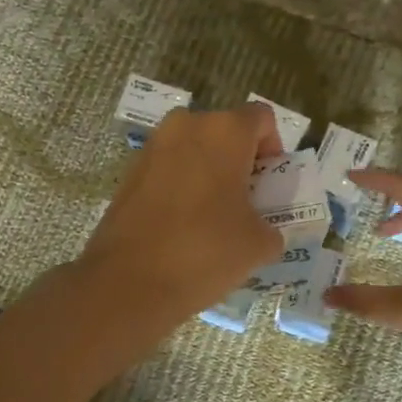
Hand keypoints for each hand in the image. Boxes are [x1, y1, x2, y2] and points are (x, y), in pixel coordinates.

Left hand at [73, 104, 284, 334]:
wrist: (128, 281)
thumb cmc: (204, 251)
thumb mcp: (258, 244)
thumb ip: (271, 227)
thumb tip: (263, 230)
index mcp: (225, 131)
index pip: (262, 119)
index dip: (273, 150)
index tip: (268, 186)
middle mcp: (186, 125)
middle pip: (226, 131)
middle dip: (240, 161)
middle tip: (245, 203)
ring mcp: (152, 147)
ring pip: (194, 149)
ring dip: (209, 173)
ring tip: (213, 216)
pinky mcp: (129, 172)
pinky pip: (168, 169)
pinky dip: (181, 186)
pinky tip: (182, 225)